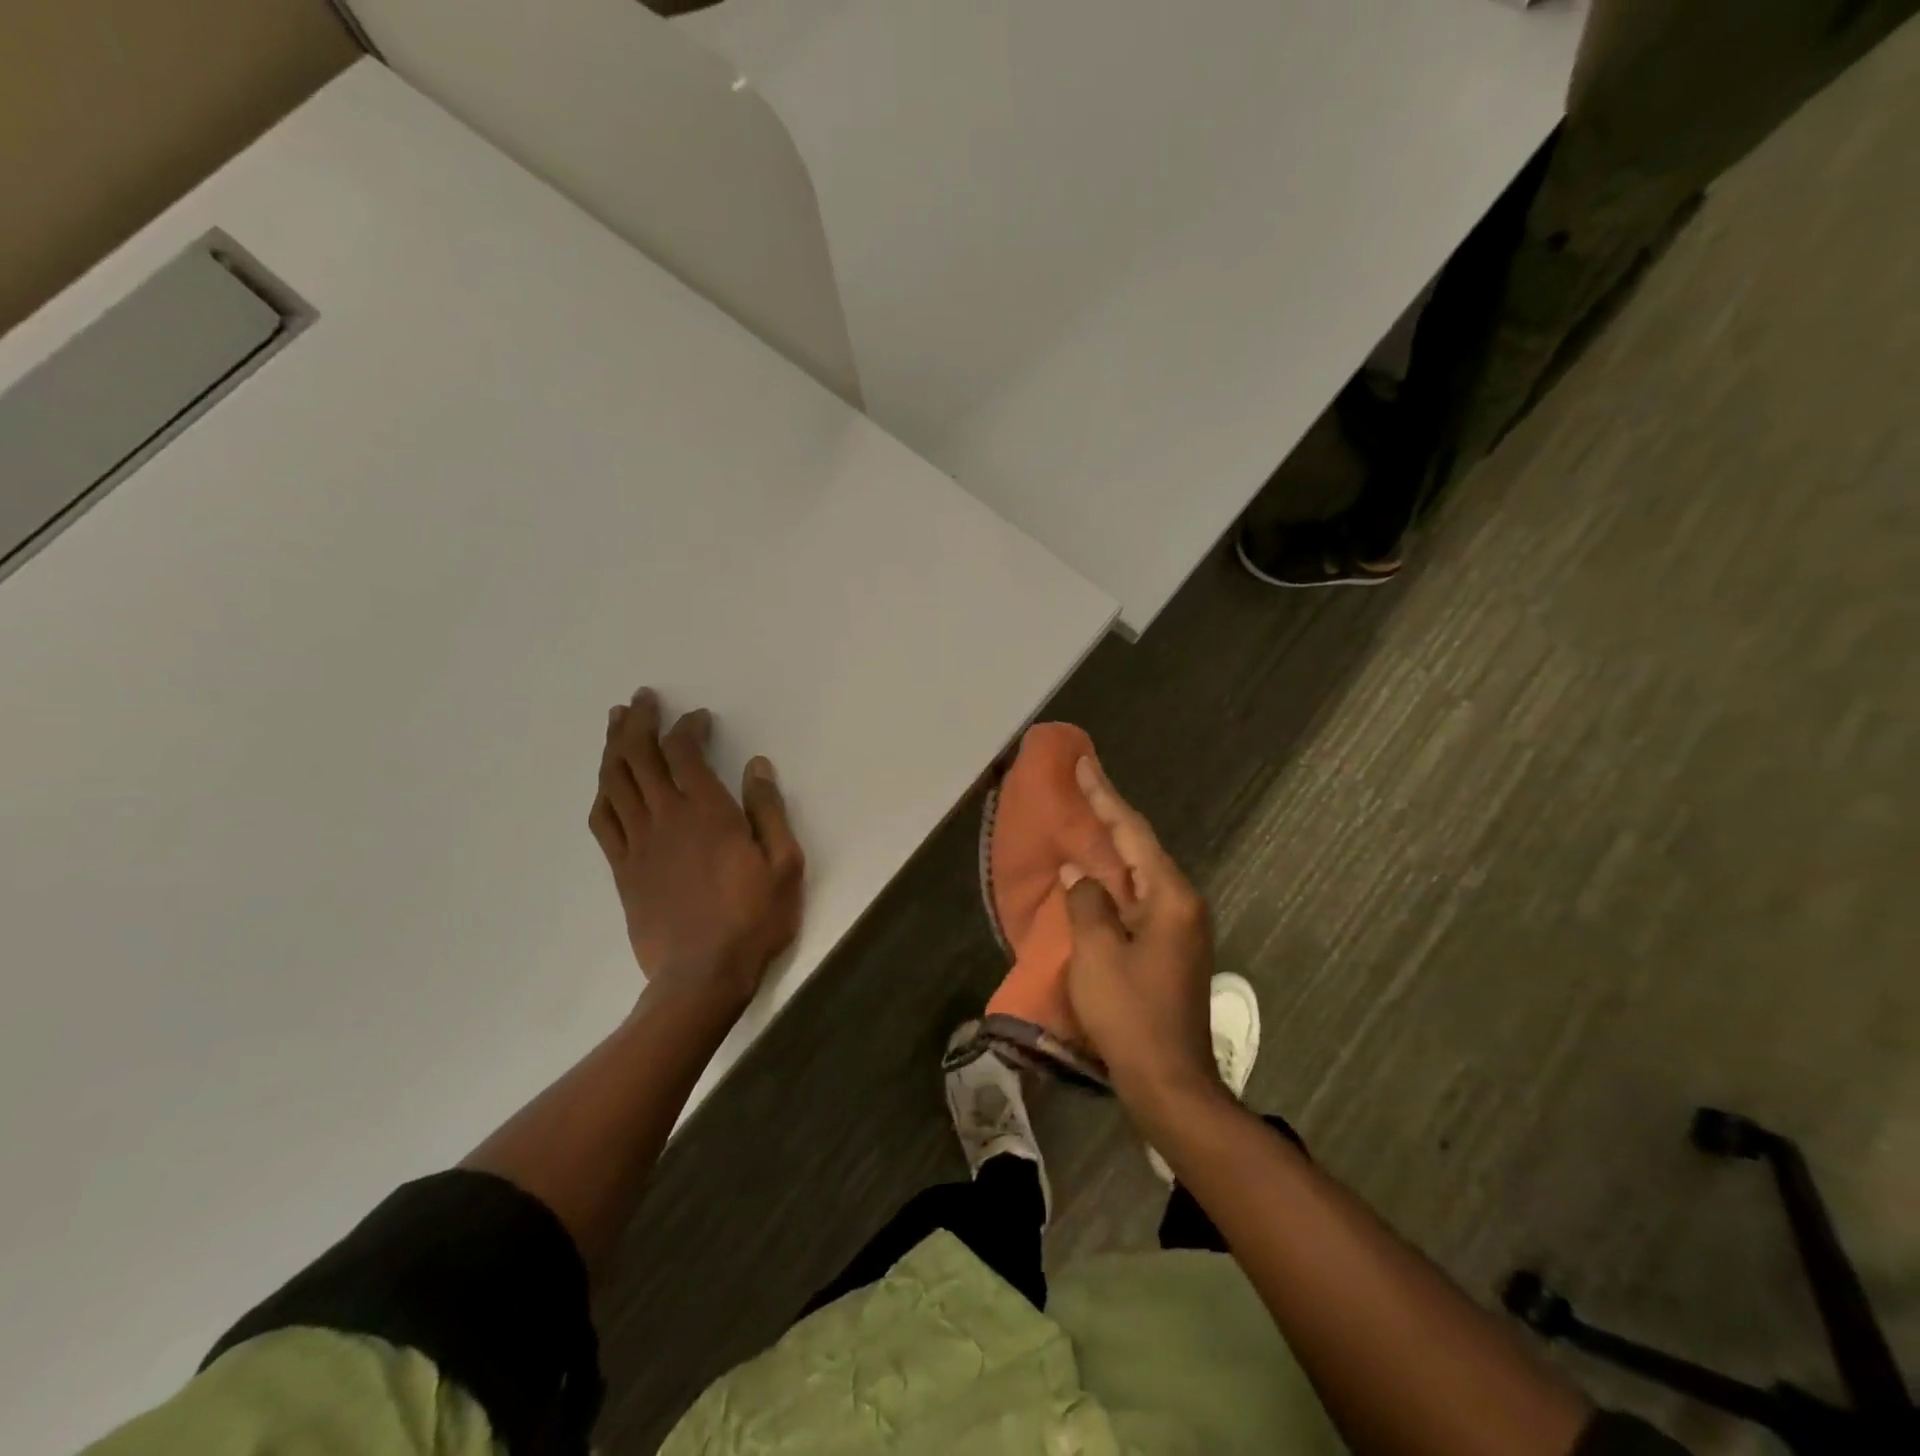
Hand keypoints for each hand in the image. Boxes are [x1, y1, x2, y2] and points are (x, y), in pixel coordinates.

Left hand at [588, 688, 804, 1009]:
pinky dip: (603, 792)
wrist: (703, 975)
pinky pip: (603, 821)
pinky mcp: (623, 869)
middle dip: (639, 722)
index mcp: (707, 812)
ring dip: (613, 747)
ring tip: (616, 722)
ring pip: (615, 782)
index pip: (684, 752)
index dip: (687, 727)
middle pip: (640, 757)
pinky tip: (606, 781)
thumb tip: (756, 766)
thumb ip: (769, 811)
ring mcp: (638, 843)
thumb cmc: (753, 918)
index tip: (698, 718)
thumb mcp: (784, 863)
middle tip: (641, 699)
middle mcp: (666, 818)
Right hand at [1060, 757, 1219, 1111]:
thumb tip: (1081, 875)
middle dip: (1110, 817)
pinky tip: (1097, 880)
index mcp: (1170, 897)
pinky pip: (1138, 900)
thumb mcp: (1097, 953)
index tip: (1084, 764)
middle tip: (1083, 787)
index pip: (1132, 833)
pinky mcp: (1170, 950)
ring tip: (1086, 823)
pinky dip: (1116, 883)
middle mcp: (1182, 905)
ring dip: (1113, 850)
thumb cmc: (1131, 1013)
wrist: (1169, 1082)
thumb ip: (1087, 904)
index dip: (1105, 797)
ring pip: (1141, 875)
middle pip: (1141, 849)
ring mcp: (1180, 929)